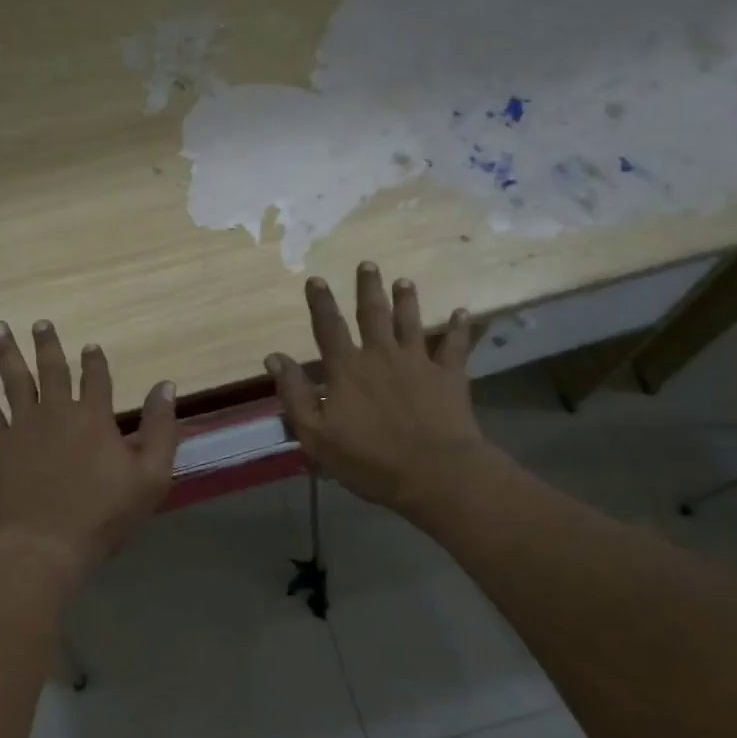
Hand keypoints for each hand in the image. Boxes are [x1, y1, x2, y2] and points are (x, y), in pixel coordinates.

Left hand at [0, 319, 178, 577]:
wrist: (47, 544)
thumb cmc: (104, 514)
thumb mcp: (152, 475)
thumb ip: (161, 428)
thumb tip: (167, 385)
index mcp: (94, 417)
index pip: (96, 378)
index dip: (95, 361)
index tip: (91, 346)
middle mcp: (57, 411)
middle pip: (52, 369)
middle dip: (47, 344)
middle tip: (40, 322)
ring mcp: (23, 426)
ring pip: (14, 379)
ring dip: (6, 351)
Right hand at [265, 263, 506, 524]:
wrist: (433, 473)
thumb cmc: (367, 459)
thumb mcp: (315, 434)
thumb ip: (294, 393)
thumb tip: (273, 358)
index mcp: (346, 369)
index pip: (328, 327)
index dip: (320, 303)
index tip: (316, 279)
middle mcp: (381, 355)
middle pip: (372, 314)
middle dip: (367, 288)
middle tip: (367, 264)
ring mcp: (418, 362)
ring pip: (411, 322)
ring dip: (407, 300)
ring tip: (404, 281)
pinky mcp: (449, 376)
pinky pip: (455, 346)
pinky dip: (459, 328)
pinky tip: (463, 312)